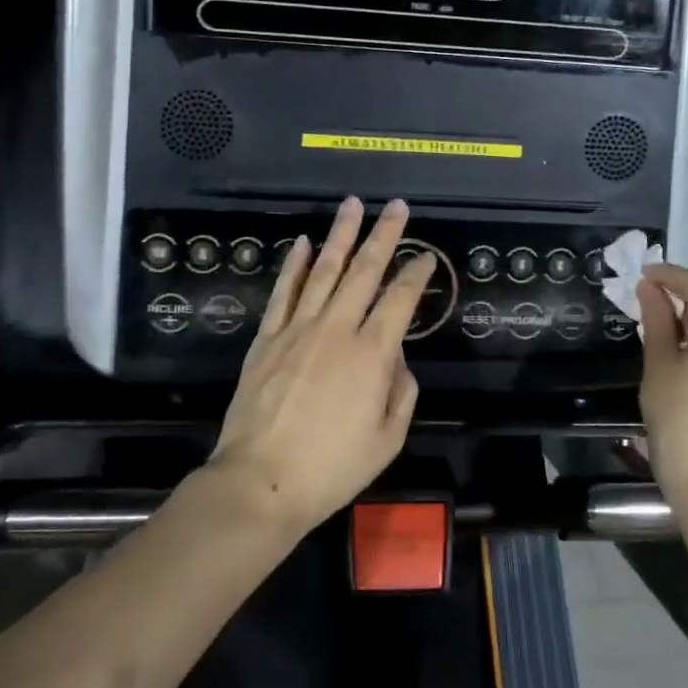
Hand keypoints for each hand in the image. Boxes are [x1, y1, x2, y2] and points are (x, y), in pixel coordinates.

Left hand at [207, 196, 436, 534]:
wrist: (262, 481)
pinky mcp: (268, 338)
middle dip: (384, 235)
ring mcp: (298, 329)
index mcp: (372, 354)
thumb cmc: (332, 468)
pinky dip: (296, 265)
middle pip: (364, 271)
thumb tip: (396, 359)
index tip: (426, 257)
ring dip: (341, 235)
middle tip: (397, 207)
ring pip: (324, 270)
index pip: (400, 299)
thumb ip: (401, 392)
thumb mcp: (388, 439)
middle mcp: (337, 329)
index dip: (416, 273)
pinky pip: (284, 292)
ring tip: (353, 206)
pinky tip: (304, 243)